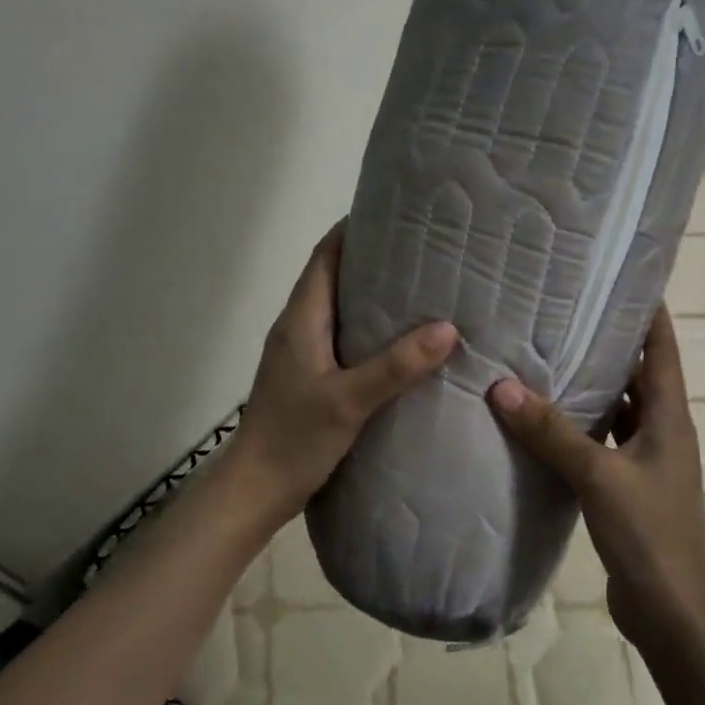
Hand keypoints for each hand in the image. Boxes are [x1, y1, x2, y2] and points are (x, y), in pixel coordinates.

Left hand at [225, 224, 457, 525]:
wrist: (257, 489)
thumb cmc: (294, 438)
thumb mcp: (349, 401)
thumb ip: (396, 365)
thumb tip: (448, 328)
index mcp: (300, 320)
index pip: (325, 257)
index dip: (354, 230)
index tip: (396, 215)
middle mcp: (298, 329)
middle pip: (334, 278)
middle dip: (374, 260)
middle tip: (424, 253)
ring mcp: (302, 355)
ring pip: (340, 311)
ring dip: (374, 297)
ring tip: (422, 291)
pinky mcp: (310, 379)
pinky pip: (344, 340)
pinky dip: (371, 332)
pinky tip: (402, 345)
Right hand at [487, 307, 704, 640]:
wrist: (671, 608)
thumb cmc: (649, 534)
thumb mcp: (600, 476)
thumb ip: (552, 433)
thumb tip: (502, 387)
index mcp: (670, 416)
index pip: (663, 347)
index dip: (648, 309)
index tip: (618, 276)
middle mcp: (662, 431)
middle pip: (638, 374)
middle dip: (607, 342)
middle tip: (561, 311)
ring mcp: (644, 461)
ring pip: (617, 409)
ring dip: (590, 386)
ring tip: (545, 357)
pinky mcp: (625, 488)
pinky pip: (600, 444)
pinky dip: (578, 429)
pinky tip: (542, 422)